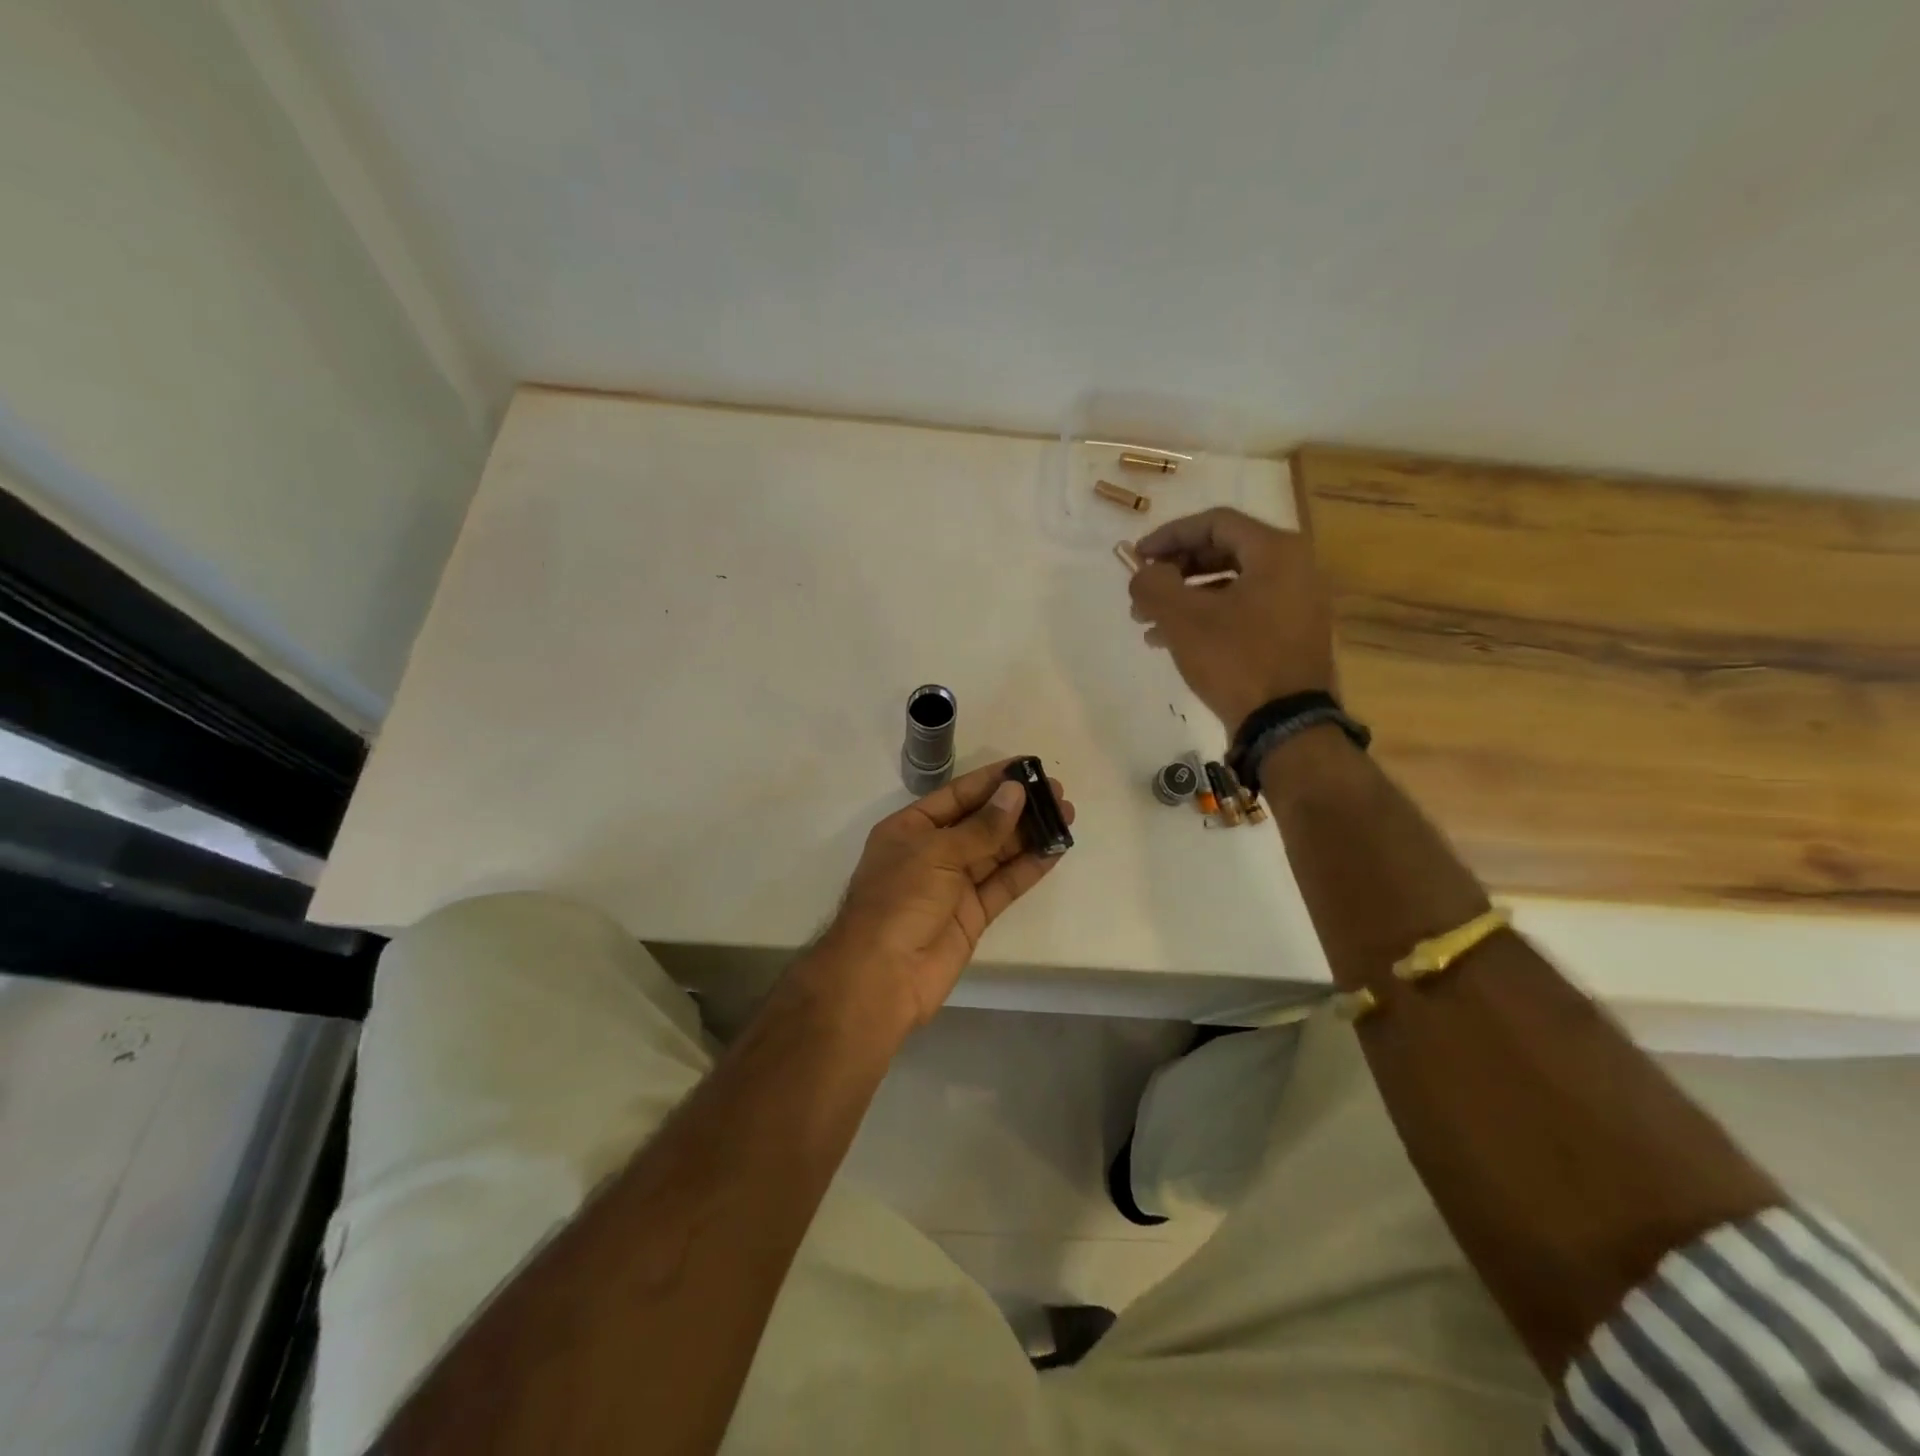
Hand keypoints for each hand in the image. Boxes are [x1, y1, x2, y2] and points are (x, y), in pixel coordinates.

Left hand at [806, 760, 1074, 1030]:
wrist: (881, 976)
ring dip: (1029, 834)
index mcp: (910, 829)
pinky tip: (1055, 850)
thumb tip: (1016, 793)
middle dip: (1017, 806)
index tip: (1028, 766)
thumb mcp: (937, 852)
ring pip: (997, 852)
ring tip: (1065, 814)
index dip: (992, 780)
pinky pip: (1004, 884)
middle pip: (981, 822)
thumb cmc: (899, 900)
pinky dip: (1029, 868)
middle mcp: (932, 852)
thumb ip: (982, 826)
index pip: (957, 795)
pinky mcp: (973, 915)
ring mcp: (953, 885)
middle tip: (1056, 791)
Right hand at [1128, 507, 1335, 733]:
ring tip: (1147, 623)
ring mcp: (1297, 604)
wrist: (1285, 725)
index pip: (1215, 523)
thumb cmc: (1235, 660)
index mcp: (1276, 551)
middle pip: (1223, 552)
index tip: (1137, 556)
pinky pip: (1243, 612)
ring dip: (1185, 598)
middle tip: (1142, 591)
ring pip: (1230, 586)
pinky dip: (1207, 618)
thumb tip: (1144, 574)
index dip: (1169, 535)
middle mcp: (1294, 569)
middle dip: (1175, 571)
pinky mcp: (1291, 636)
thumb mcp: (1183, 619)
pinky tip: (1172, 641)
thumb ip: (1153, 585)